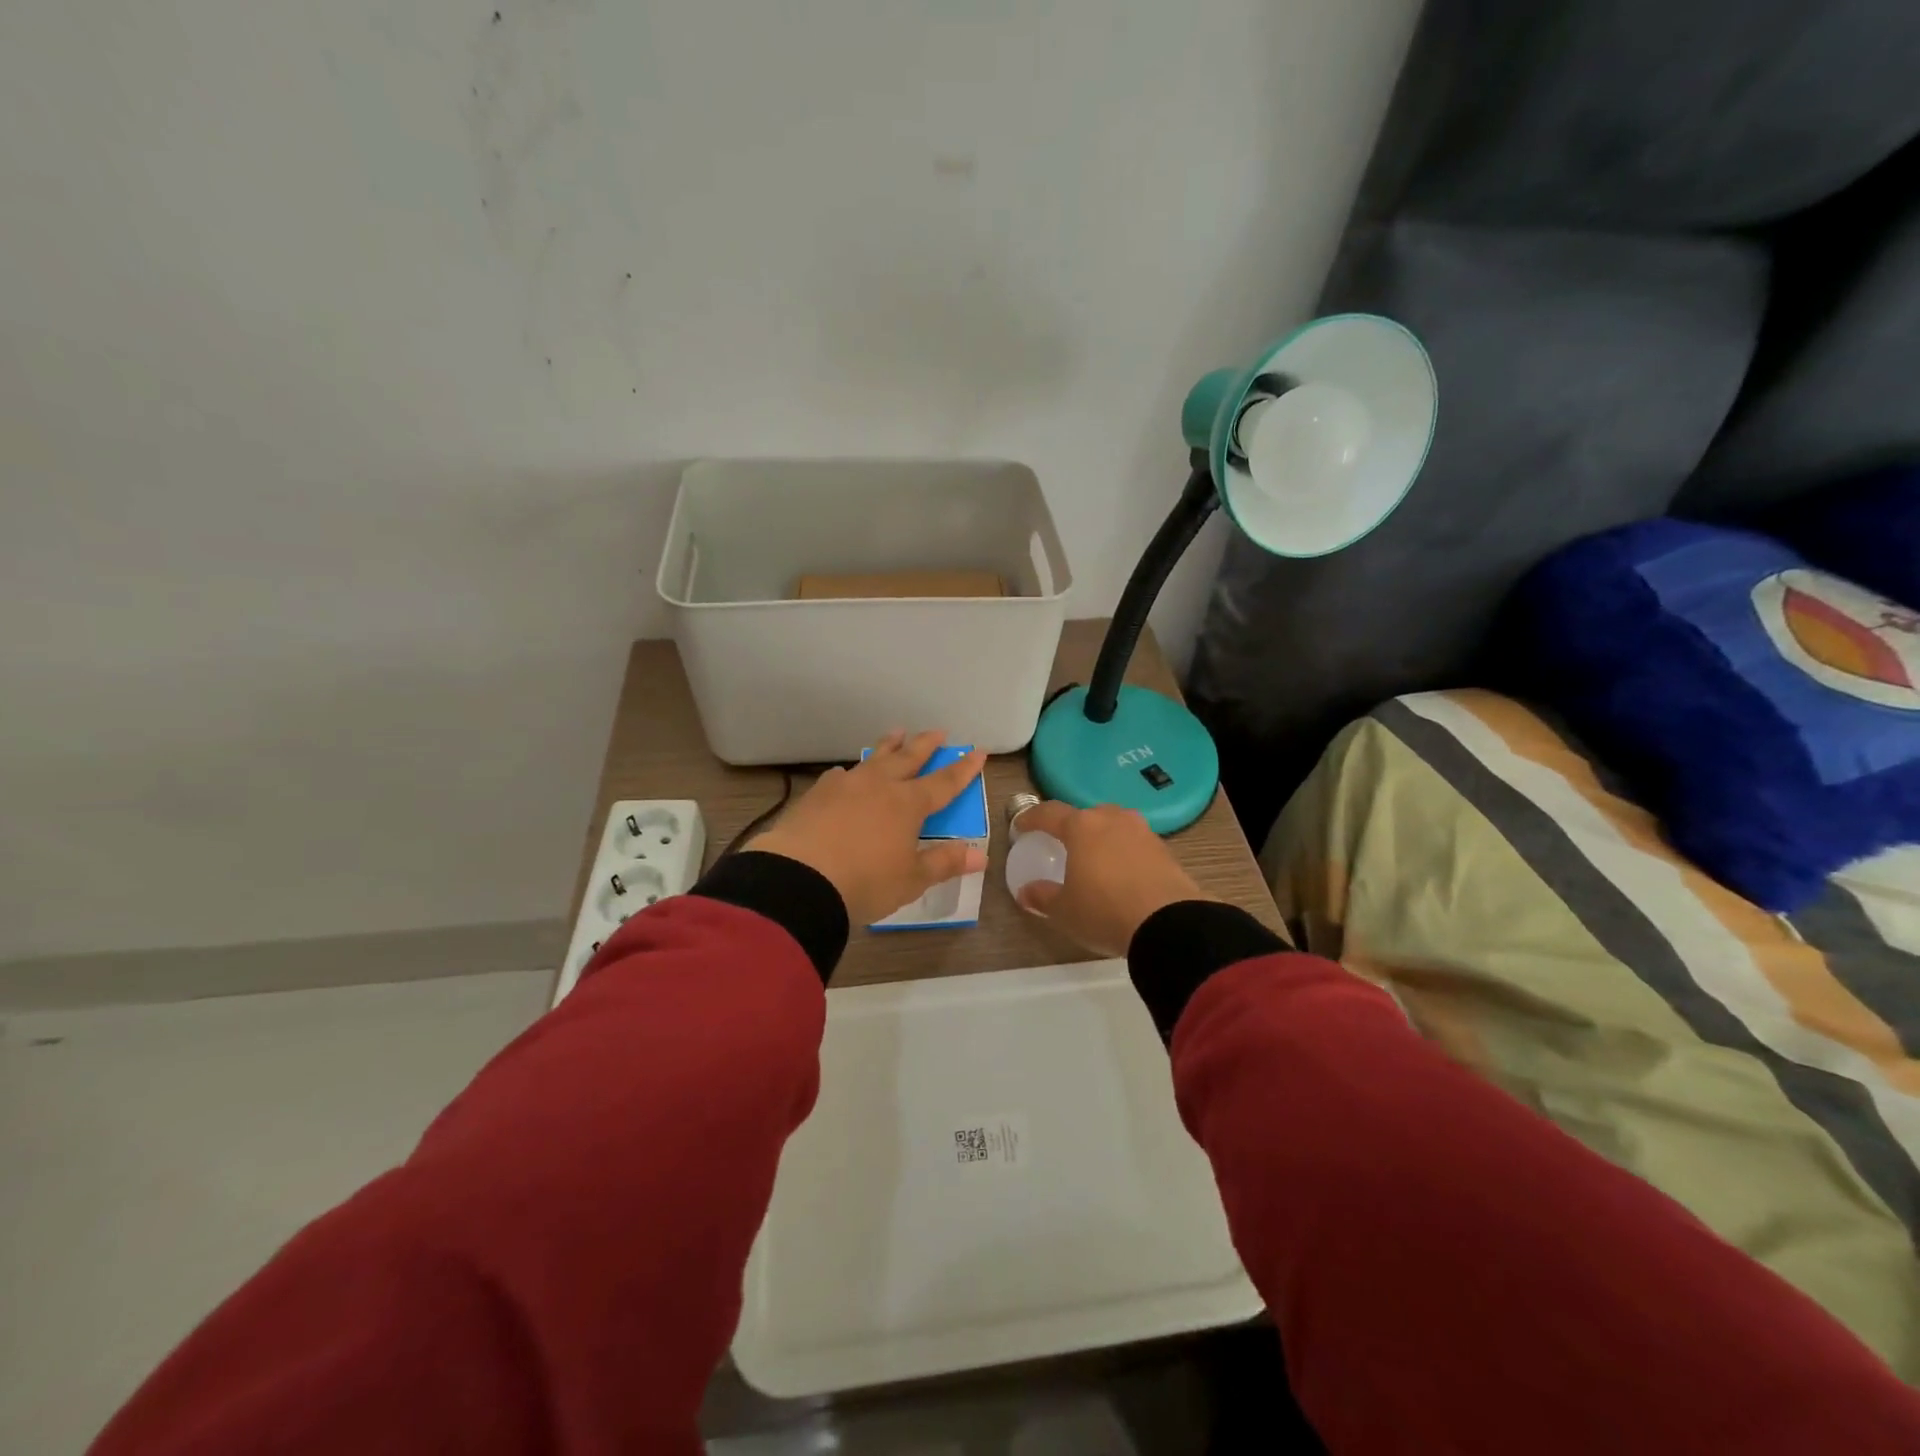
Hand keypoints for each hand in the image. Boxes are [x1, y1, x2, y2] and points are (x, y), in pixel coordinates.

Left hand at [751, 731, 988, 925]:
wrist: (798, 879)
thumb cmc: (864, 882)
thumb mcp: (911, 879)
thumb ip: (944, 863)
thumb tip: (981, 856)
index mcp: (908, 804)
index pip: (944, 782)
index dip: (963, 769)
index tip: (977, 752)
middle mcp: (879, 785)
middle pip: (908, 758)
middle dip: (926, 745)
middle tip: (938, 731)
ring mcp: (846, 785)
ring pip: (873, 758)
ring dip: (889, 745)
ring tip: (897, 733)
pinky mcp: (817, 794)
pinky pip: (841, 775)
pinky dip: (851, 771)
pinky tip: (846, 773)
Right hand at [1011, 801, 1216, 956]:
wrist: (1169, 924)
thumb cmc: (1105, 911)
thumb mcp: (1065, 910)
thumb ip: (1043, 897)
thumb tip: (1026, 892)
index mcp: (1082, 827)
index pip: (1050, 813)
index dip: (1032, 818)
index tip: (1021, 826)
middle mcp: (1112, 820)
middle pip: (1086, 815)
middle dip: (1072, 826)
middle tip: (1063, 843)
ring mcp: (1142, 832)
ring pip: (1114, 826)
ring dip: (1102, 837)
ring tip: (1094, 858)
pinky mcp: (1165, 850)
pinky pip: (1135, 844)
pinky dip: (1124, 853)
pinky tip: (1122, 874)